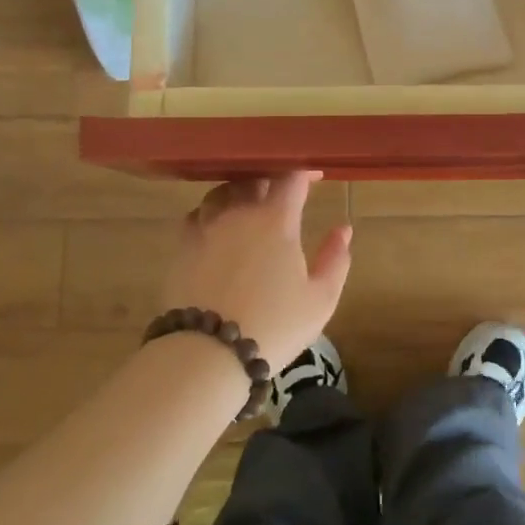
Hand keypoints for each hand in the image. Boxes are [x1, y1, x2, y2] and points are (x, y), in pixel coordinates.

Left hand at [160, 172, 353, 368]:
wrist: (208, 352)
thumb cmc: (274, 326)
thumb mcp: (320, 299)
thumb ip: (335, 259)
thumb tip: (343, 229)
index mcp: (276, 219)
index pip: (291, 178)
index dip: (305, 172)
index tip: (315, 176)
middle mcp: (239, 212)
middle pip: (255, 180)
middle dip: (272, 181)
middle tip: (283, 196)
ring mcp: (206, 226)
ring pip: (223, 193)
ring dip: (239, 193)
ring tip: (248, 206)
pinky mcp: (182, 246)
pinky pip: (197, 215)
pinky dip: (211, 214)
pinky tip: (216, 228)